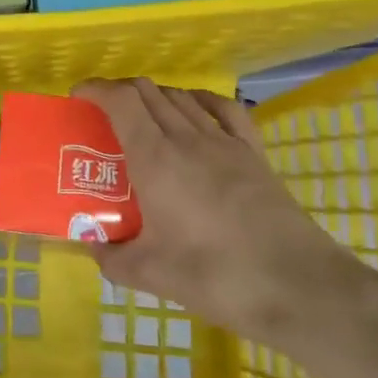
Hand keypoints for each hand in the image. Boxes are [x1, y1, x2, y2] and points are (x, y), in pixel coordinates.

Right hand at [73, 78, 368, 349]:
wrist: (299, 288)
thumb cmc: (216, 277)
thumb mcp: (150, 275)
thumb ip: (111, 257)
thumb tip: (92, 244)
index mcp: (155, 158)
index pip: (121, 100)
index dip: (95, 89)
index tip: (77, 97)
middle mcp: (187, 138)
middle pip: (148, 91)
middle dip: (119, 92)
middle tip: (102, 114)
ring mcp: (225, 142)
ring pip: (181, 97)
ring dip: (154, 96)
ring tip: (142, 118)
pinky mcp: (254, 154)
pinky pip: (223, 108)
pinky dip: (199, 99)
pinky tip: (194, 110)